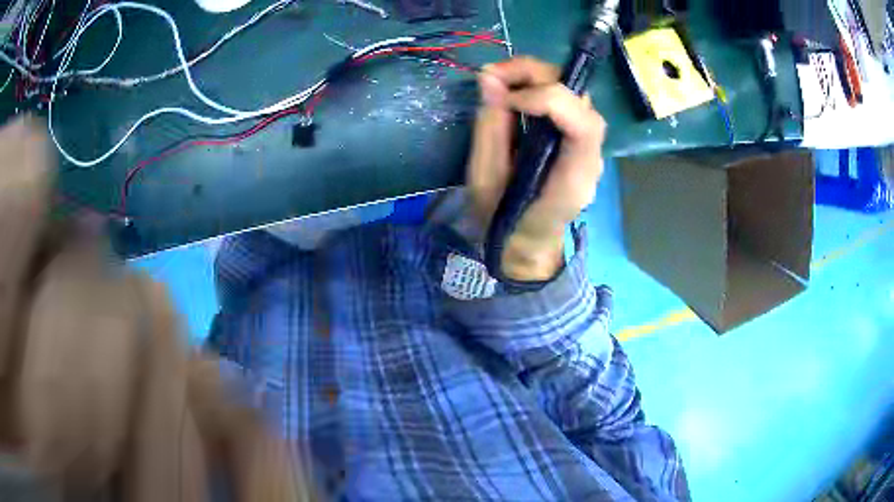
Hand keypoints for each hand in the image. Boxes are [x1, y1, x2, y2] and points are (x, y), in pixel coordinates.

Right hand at [467, 57, 606, 281]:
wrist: (526, 242)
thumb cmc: (503, 220)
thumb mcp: (485, 180)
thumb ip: (491, 128)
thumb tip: (489, 79)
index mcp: (573, 178)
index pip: (582, 123)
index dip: (545, 98)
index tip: (503, 99)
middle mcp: (591, 158)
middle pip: (579, 99)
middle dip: (536, 75)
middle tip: (492, 75)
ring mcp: (588, 147)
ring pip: (574, 95)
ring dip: (535, 77)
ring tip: (498, 81)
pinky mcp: (576, 140)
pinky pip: (565, 103)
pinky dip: (537, 88)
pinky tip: (513, 92)